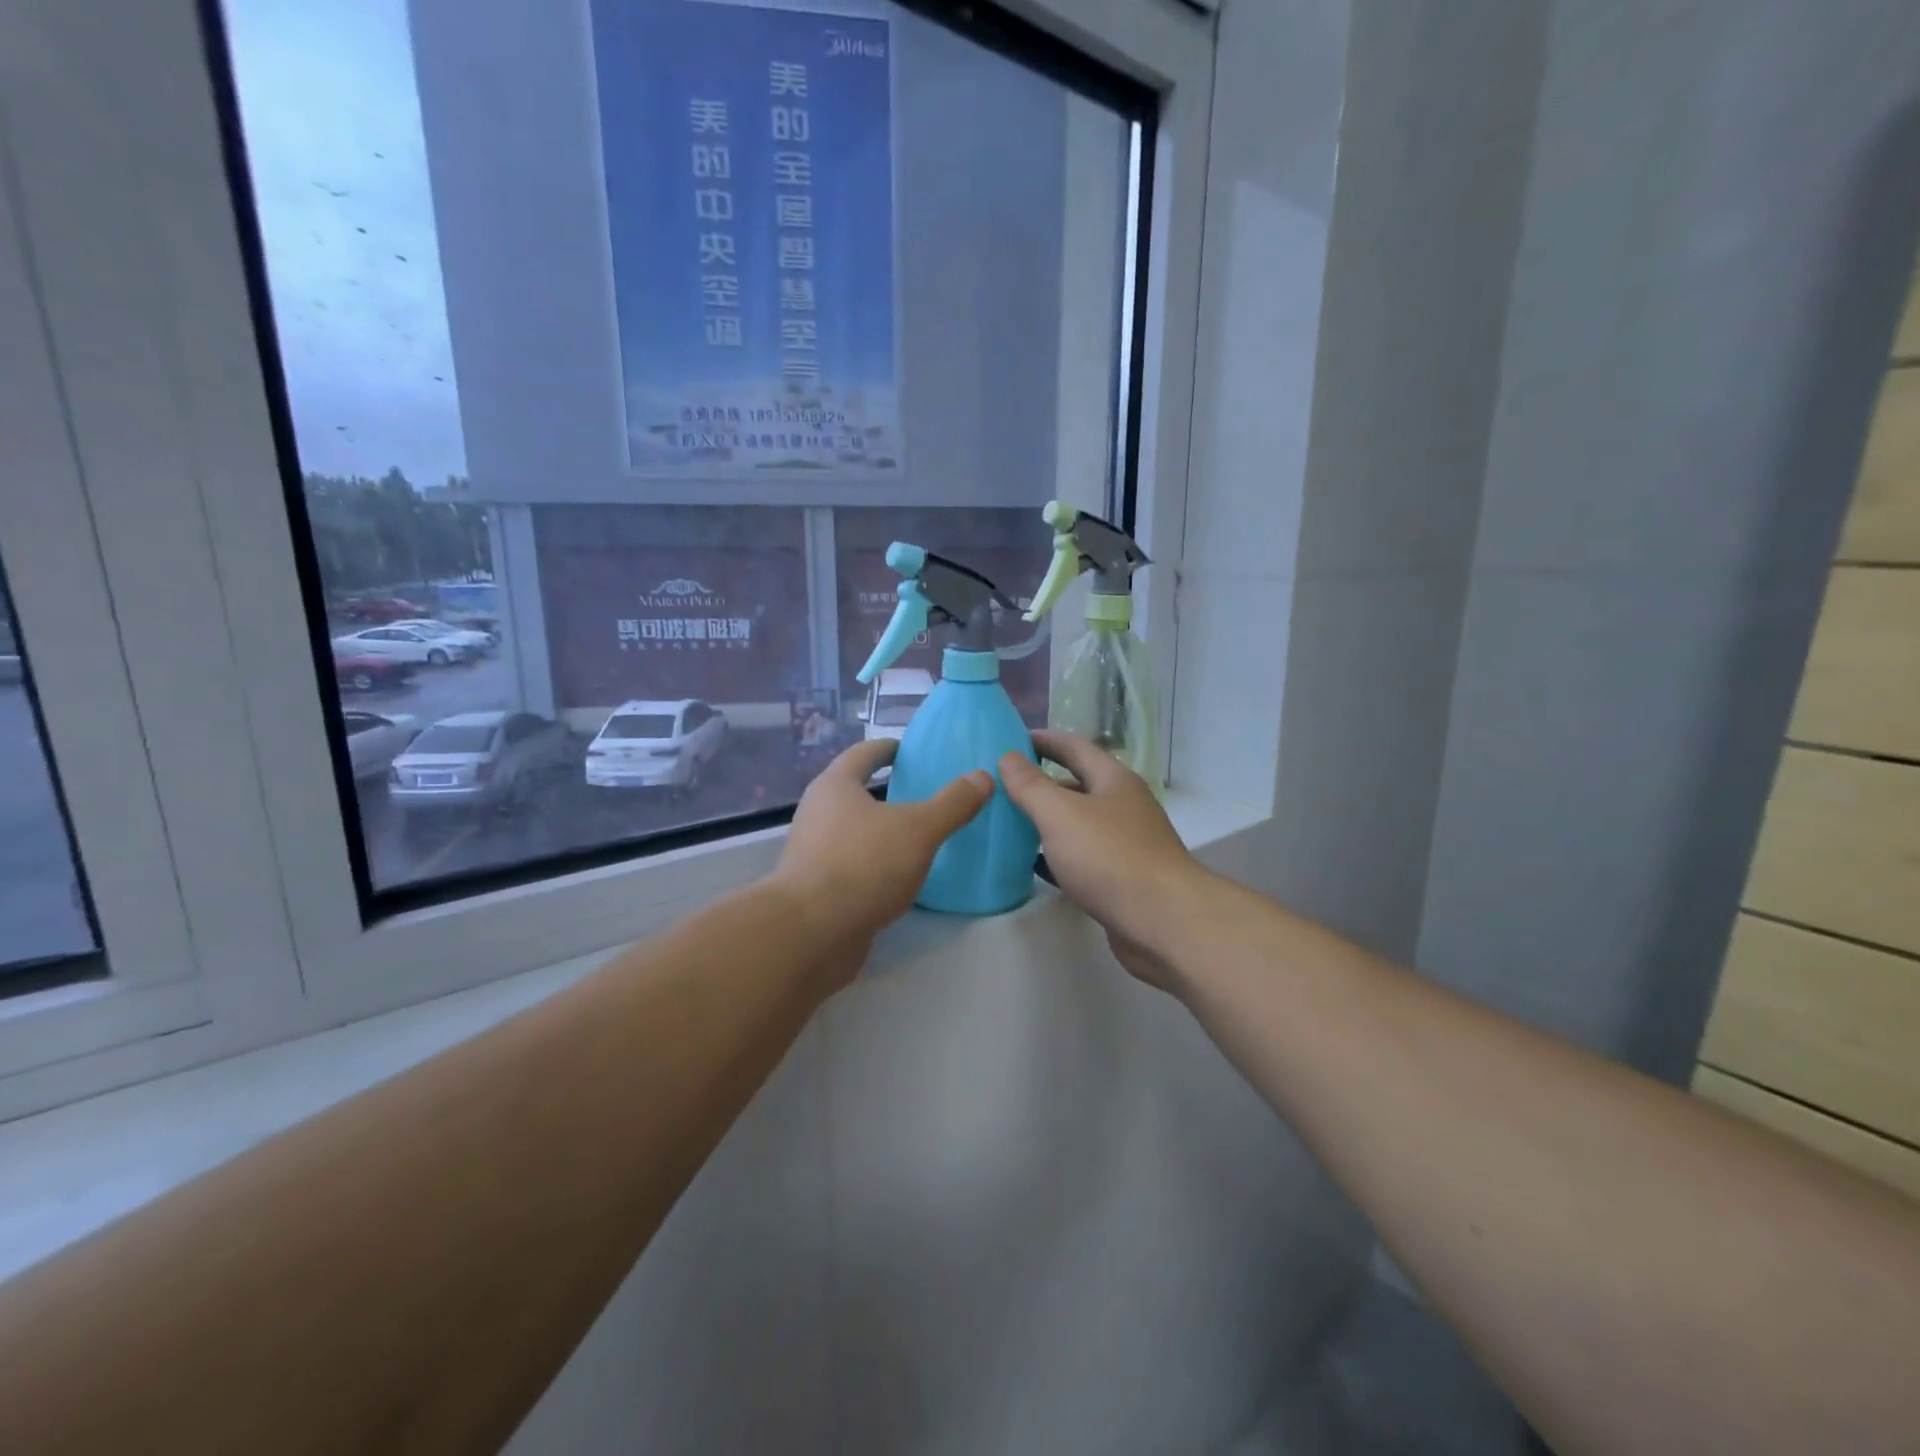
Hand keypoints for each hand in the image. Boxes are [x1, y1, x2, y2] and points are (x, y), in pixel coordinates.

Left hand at [773, 738, 991, 966]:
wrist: (811, 934)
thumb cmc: (864, 865)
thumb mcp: (919, 830)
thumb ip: (952, 804)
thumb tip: (983, 777)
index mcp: (835, 786)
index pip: (864, 754)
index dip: (889, 748)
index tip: (911, 750)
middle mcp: (817, 813)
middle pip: (855, 791)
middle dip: (887, 791)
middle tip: (924, 793)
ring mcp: (813, 852)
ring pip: (853, 830)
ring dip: (881, 830)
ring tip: (918, 835)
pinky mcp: (817, 889)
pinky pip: (852, 864)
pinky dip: (875, 863)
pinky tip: (900, 877)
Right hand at [999, 733, 1204, 973]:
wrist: (1163, 922)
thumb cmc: (1109, 857)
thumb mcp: (1060, 814)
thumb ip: (1031, 785)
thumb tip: (1008, 756)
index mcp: (1113, 780)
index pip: (1074, 747)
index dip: (1043, 740)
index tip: (1010, 740)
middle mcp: (1123, 806)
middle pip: (1077, 785)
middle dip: (1041, 783)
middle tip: (1000, 785)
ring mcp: (1125, 843)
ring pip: (1078, 823)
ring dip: (1047, 821)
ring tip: (1008, 822)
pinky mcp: (1122, 878)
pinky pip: (1082, 857)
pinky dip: (1056, 856)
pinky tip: (1032, 864)